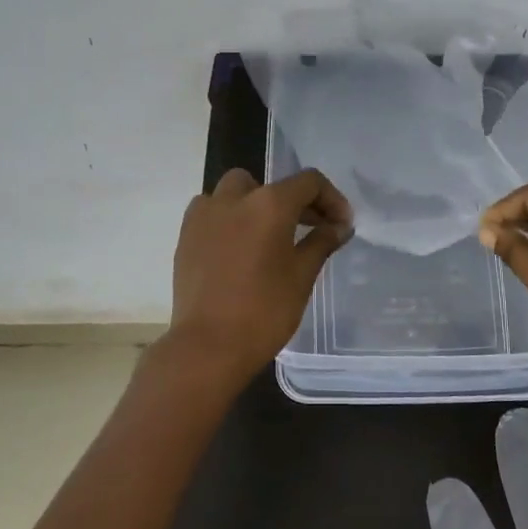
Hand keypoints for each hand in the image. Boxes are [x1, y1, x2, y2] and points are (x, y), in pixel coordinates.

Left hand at [165, 167, 352, 391]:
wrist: (207, 346)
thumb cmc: (264, 311)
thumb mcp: (302, 276)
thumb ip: (322, 242)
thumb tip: (339, 226)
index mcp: (269, 203)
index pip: (309, 182)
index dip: (332, 199)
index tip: (341, 225)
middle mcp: (234, 198)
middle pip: (271, 185)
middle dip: (295, 201)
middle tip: (311, 228)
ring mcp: (205, 214)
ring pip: (236, 192)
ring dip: (257, 204)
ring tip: (270, 235)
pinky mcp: (186, 235)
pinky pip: (212, 211)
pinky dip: (230, 218)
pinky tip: (239, 247)